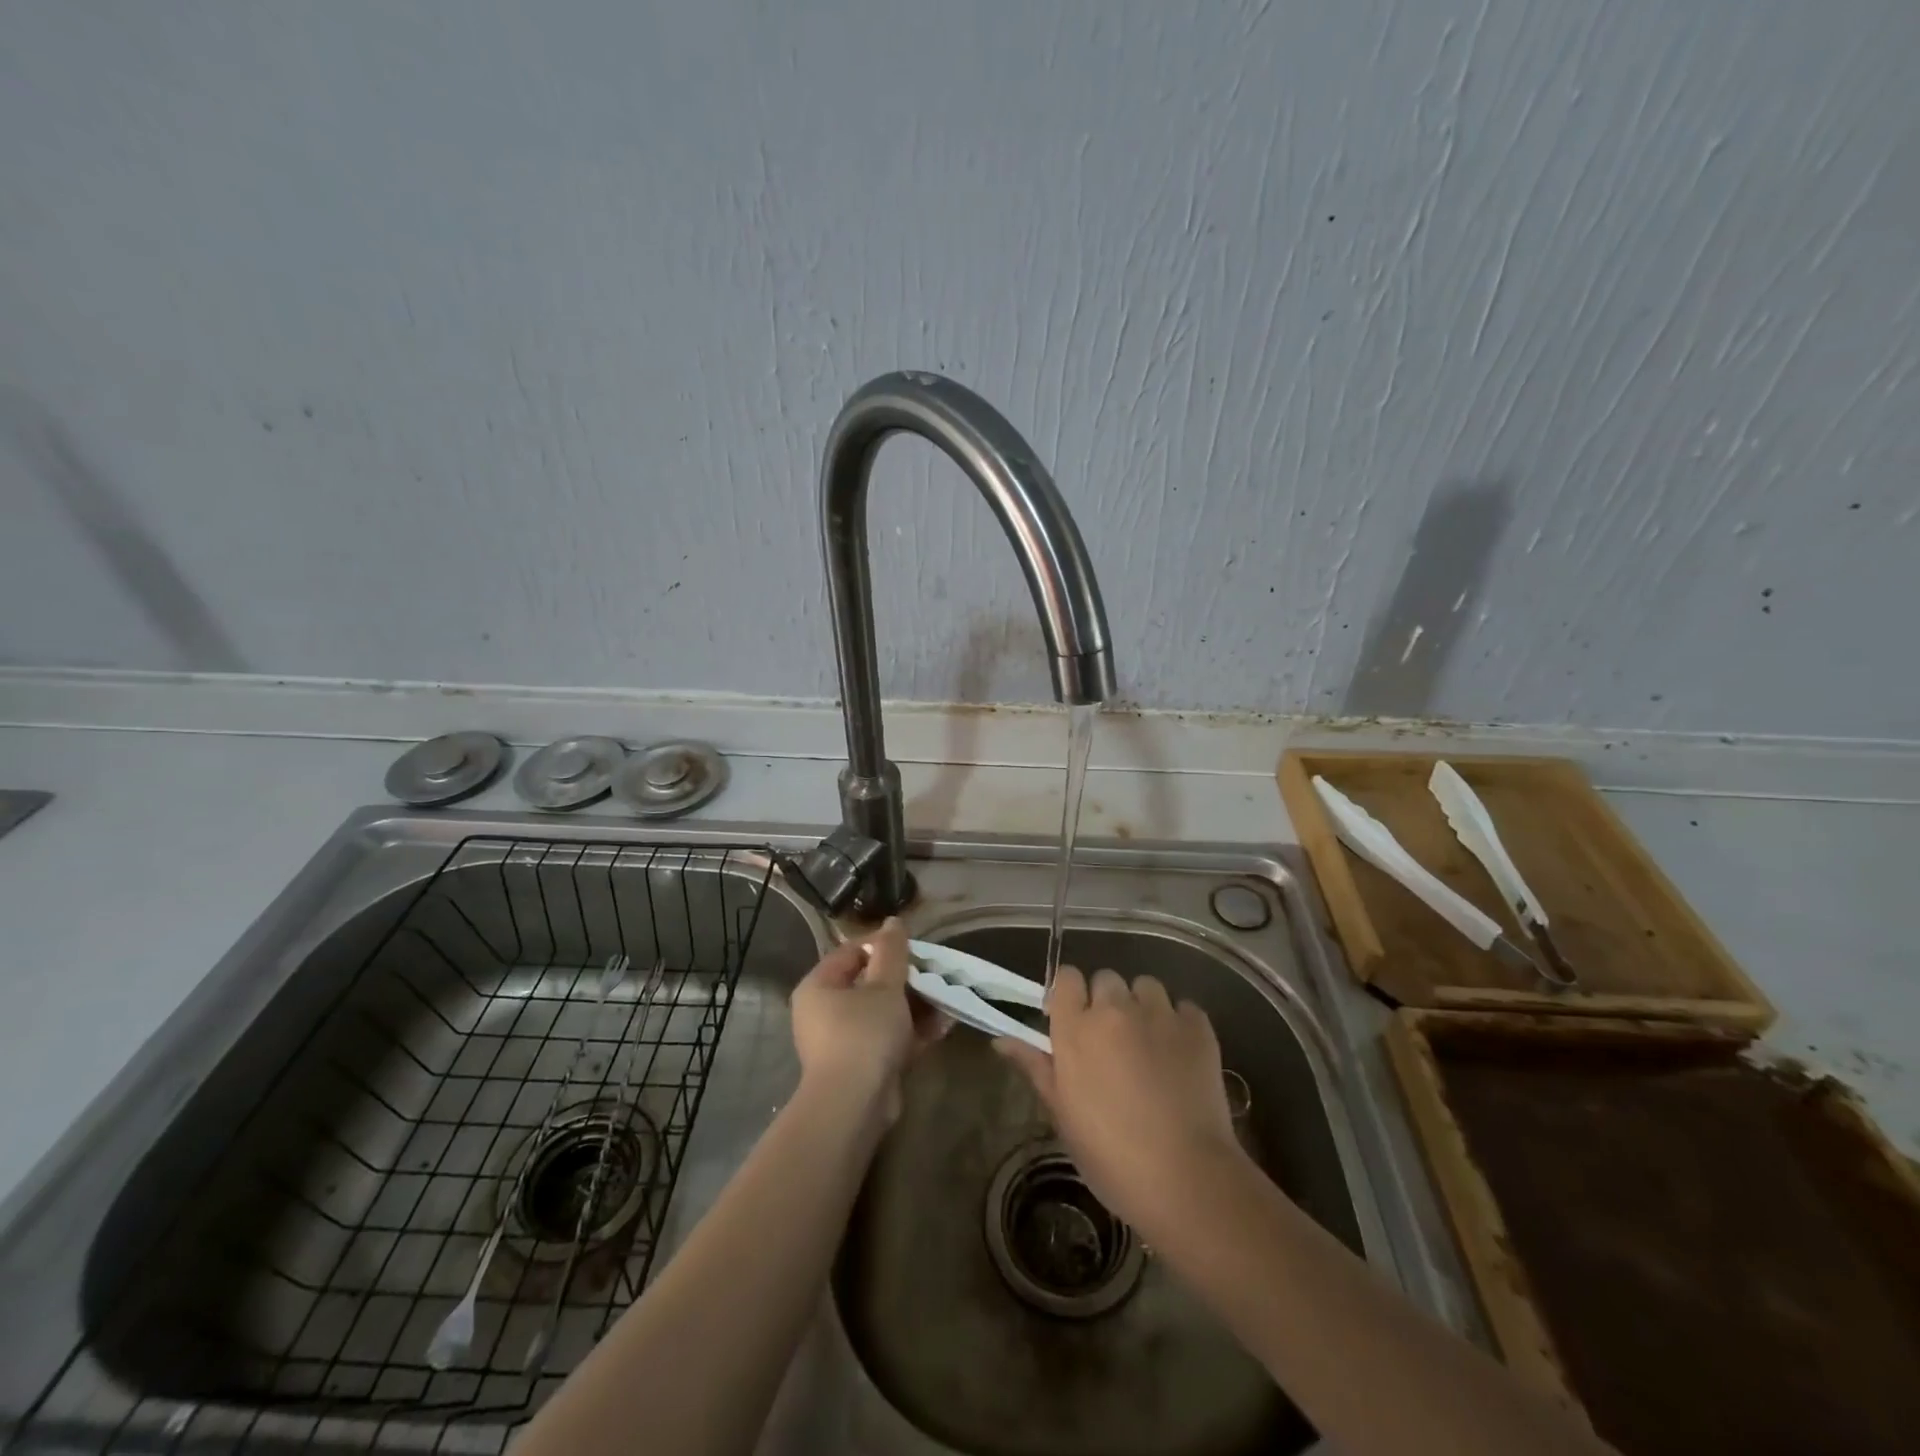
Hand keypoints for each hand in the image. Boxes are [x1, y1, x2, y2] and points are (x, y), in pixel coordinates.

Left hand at [790, 916, 944, 1121]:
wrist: (854, 1106)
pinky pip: (887, 1038)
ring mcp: (842, 1041)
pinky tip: (943, 1026)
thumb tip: (893, 921)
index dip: (885, 945)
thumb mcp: (884, 986)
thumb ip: (892, 951)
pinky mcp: (860, 1065)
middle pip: (869, 983)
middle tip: (935, 974)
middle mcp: (824, 1011)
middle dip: (907, 979)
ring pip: (883, 1012)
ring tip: (946, 999)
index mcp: (819, 986)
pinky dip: (911, 1032)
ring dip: (915, 1006)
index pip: (853, 951)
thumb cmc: (864, 1034)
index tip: (916, 947)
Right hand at [995, 965, 1244, 1235]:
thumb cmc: (1112, 1156)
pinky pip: (1184, 1007)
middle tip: (1113, 1040)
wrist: (1186, 1178)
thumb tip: (1001, 1040)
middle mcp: (1115, 1010)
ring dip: (1143, 1007)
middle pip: (1106, 979)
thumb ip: (1036, 1067)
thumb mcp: (1063, 1115)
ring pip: (1146, 986)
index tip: (1074, 1018)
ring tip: (1149, 1043)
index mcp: (1076, 1029)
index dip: (1070, 994)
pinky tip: (1180, 1054)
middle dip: (1107, 1002)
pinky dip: (1179, 1023)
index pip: (1067, 977)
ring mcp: (1160, 1015)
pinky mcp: (1198, 1027)